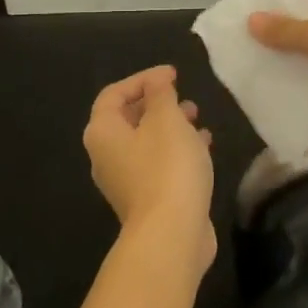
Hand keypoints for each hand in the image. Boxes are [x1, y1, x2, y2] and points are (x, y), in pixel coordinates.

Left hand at [83, 66, 215, 270]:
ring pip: (146, 142)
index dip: (142, 79)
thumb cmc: (167, 167)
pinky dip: (177, 150)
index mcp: (103, 133)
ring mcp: (125, 181)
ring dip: (170, 126)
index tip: (173, 75)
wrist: (172, 233)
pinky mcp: (146, 199)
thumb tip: (156, 81)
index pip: (113, 94)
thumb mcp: (167, 119)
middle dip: (157, 103)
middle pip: (127, 119)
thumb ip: (161, 94)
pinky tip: (203, 146)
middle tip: (183, 97)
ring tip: (197, 117)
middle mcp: (106, 156)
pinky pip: (158, 163)